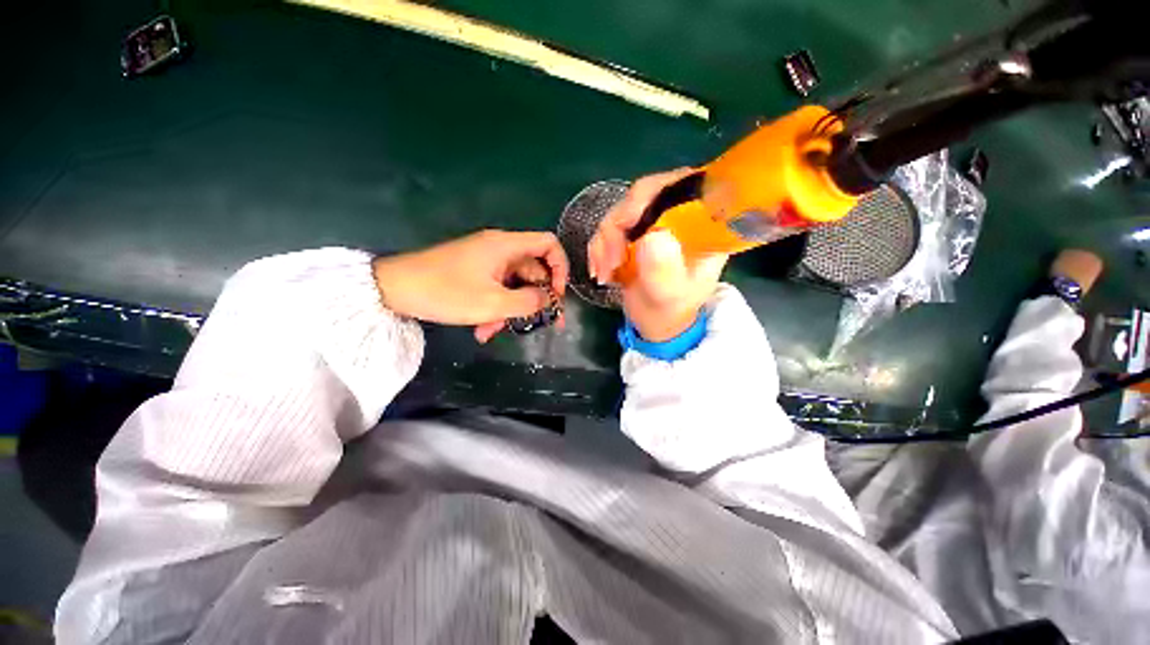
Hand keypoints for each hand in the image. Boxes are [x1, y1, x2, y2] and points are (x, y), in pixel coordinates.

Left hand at [372, 230, 568, 342]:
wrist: (393, 288)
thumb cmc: (446, 292)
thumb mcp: (493, 303)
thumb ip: (529, 302)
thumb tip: (548, 299)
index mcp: (507, 246)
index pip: (549, 244)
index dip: (561, 268)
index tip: (557, 295)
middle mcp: (500, 248)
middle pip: (534, 269)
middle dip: (537, 298)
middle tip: (544, 324)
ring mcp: (486, 260)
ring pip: (514, 284)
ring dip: (512, 309)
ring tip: (496, 331)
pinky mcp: (474, 272)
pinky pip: (496, 288)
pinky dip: (496, 307)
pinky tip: (483, 330)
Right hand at [586, 168, 726, 341]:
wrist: (658, 322)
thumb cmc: (672, 310)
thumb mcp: (672, 295)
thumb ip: (664, 270)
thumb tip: (651, 236)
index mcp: (701, 224)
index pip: (682, 184)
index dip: (652, 194)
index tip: (628, 223)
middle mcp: (677, 215)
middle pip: (643, 195)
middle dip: (618, 226)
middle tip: (610, 261)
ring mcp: (653, 222)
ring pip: (619, 211)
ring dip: (604, 243)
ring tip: (604, 275)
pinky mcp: (633, 233)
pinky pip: (607, 228)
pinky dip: (598, 249)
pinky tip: (601, 272)